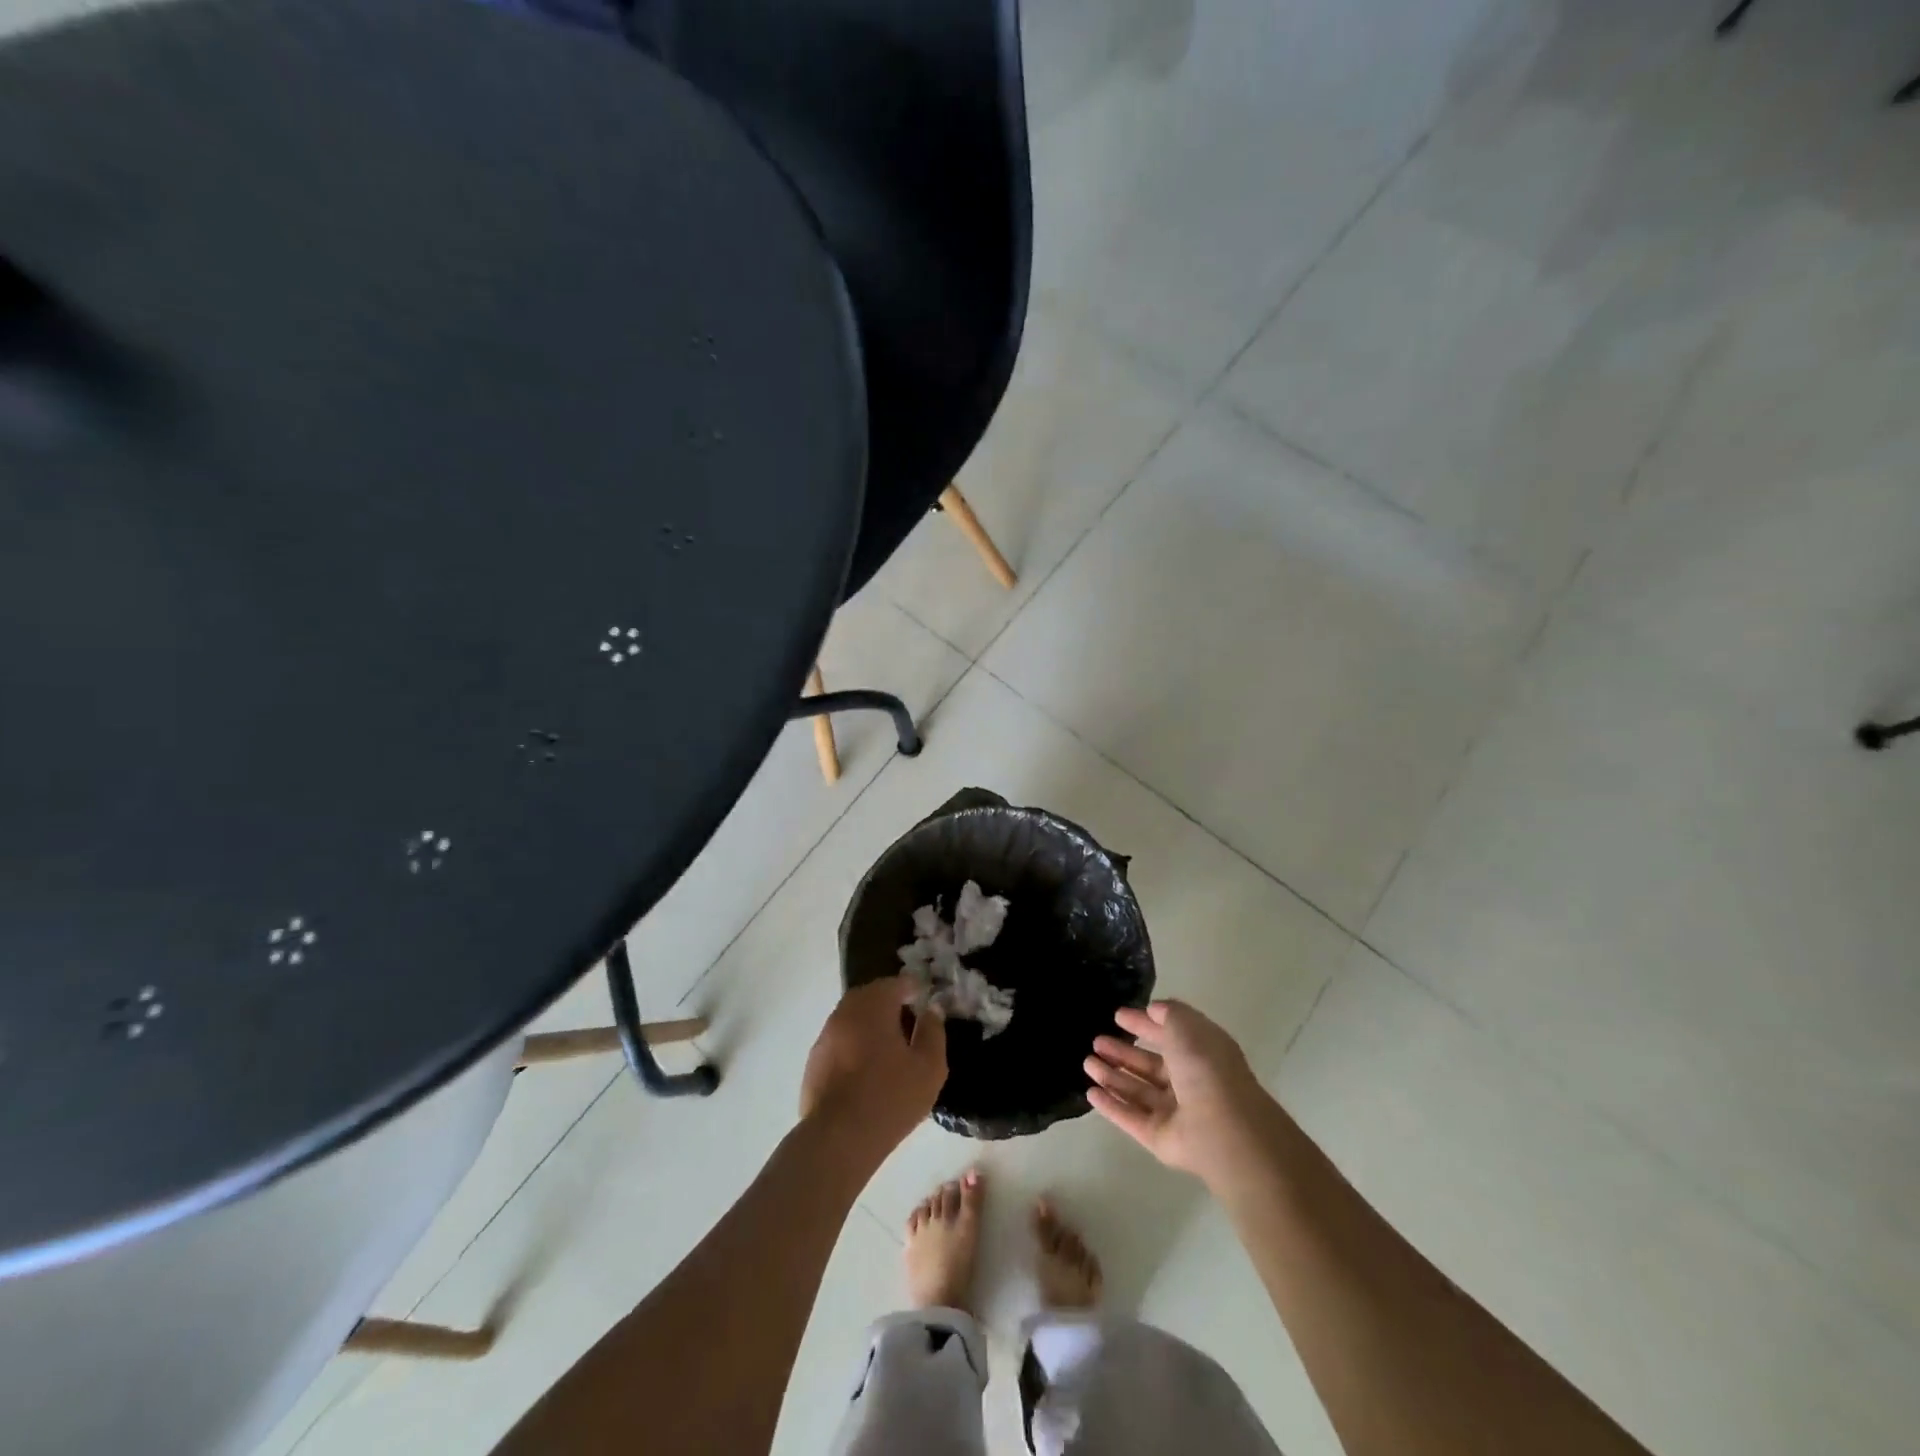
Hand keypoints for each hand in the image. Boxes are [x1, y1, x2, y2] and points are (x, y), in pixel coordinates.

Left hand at [800, 977, 946, 1164]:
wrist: (838, 1139)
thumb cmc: (890, 1097)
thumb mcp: (929, 1066)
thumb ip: (933, 1031)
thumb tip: (931, 1009)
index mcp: (874, 1004)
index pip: (897, 983)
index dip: (914, 989)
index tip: (925, 1003)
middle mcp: (845, 1011)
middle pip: (871, 997)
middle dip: (890, 1005)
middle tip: (908, 1026)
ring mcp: (825, 1035)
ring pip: (853, 1019)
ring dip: (870, 1026)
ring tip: (888, 1051)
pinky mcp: (814, 1061)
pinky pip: (840, 1042)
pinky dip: (854, 1046)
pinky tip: (865, 1072)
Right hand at [1085, 999, 1270, 1184]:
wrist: (1223, 1128)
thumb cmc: (1205, 1068)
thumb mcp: (1187, 1026)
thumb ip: (1169, 1014)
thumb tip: (1153, 1010)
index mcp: (1200, 1053)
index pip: (1168, 1035)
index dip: (1144, 1024)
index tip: (1118, 1016)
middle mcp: (1188, 1082)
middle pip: (1149, 1065)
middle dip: (1123, 1052)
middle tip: (1096, 1040)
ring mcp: (1174, 1112)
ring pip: (1137, 1090)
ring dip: (1112, 1075)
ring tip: (1087, 1062)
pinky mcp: (1159, 1137)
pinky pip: (1130, 1118)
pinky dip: (1111, 1105)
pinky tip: (1090, 1093)